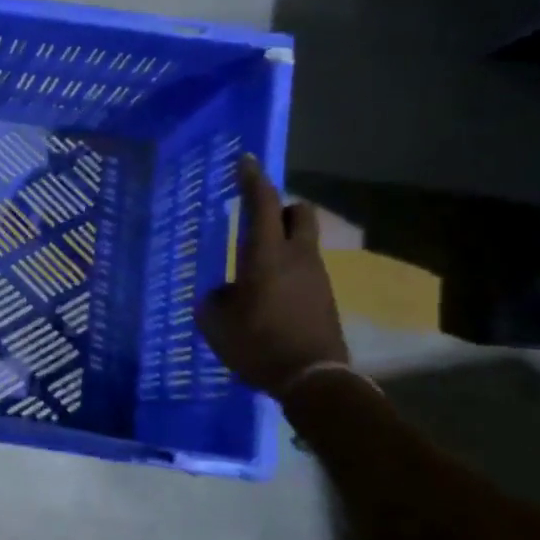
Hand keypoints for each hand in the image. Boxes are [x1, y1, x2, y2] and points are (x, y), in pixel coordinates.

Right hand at [194, 154, 348, 394]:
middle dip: (280, 207)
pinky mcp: (324, 297)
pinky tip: (267, 295)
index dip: (252, 180)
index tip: (245, 160)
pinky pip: (303, 269)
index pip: (261, 205)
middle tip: (256, 218)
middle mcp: (296, 258)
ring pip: (302, 242)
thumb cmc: (257, 344)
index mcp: (266, 257)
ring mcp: (316, 277)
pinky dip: (286, 270)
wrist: (312, 378)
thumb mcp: (215, 322)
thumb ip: (215, 298)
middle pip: (299, 213)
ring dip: (281, 242)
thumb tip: (224, 292)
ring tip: (253, 266)